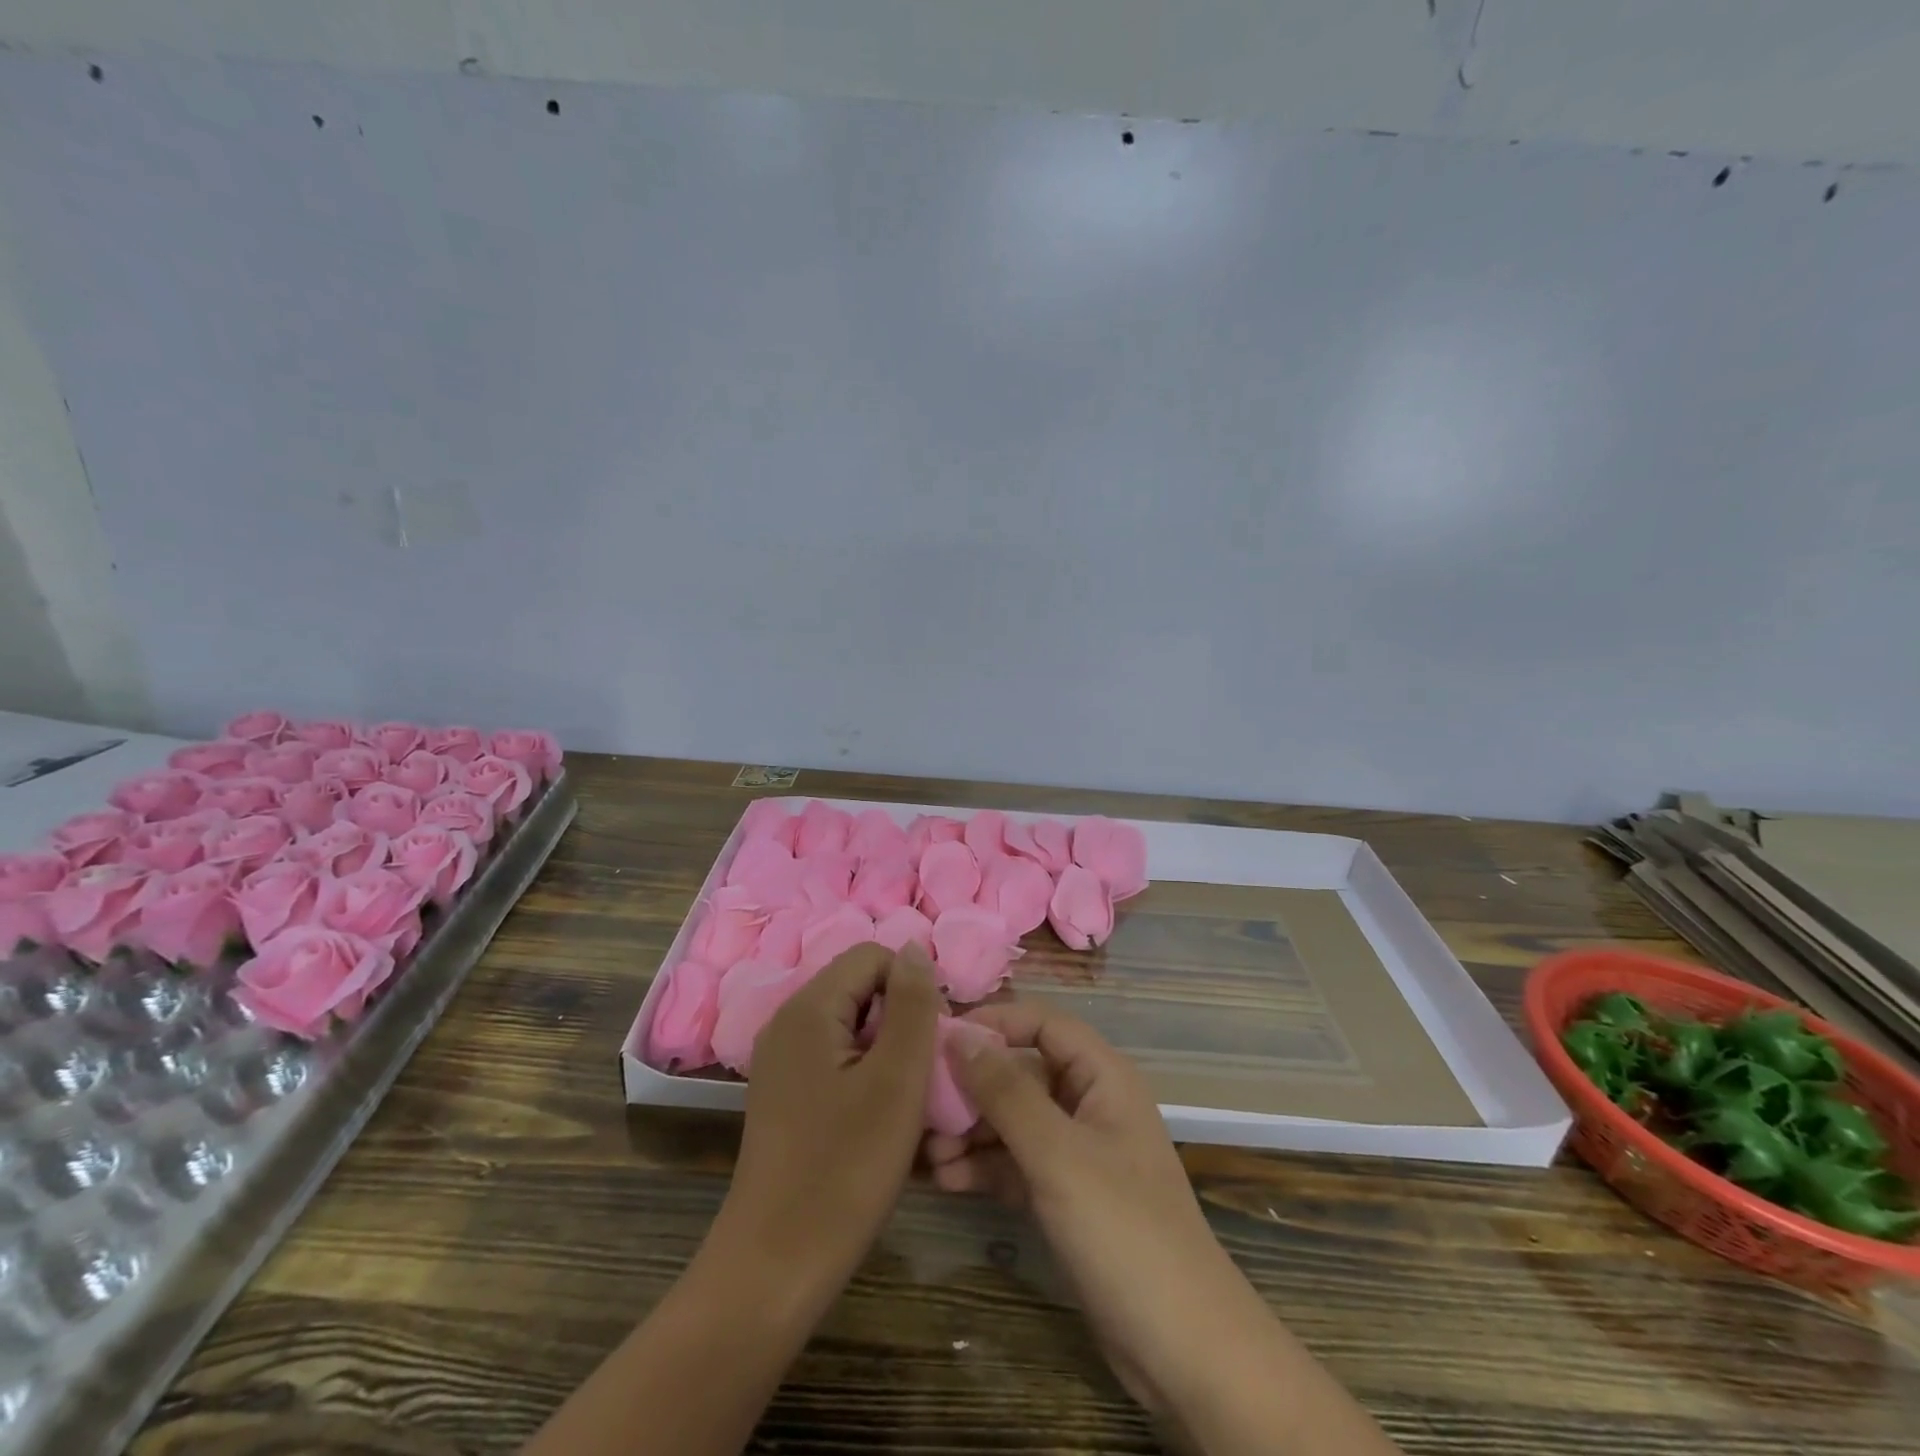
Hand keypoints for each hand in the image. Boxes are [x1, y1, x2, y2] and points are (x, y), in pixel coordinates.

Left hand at [712, 943, 940, 1303]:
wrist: (775, 1268)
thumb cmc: (844, 1170)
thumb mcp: (896, 1081)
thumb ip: (912, 1005)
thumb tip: (916, 948)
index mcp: (808, 1008)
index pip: (874, 956)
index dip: (913, 987)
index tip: (934, 1042)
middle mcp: (788, 1022)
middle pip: (862, 988)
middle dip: (903, 1021)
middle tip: (923, 1077)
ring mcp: (782, 1060)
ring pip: (854, 1027)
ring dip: (889, 1053)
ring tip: (907, 1104)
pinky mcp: (785, 1094)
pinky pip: (837, 1059)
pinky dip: (867, 1077)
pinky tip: (880, 1122)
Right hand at [925, 1001, 1263, 1414]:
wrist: (1182, 1348)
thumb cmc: (1123, 1229)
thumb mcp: (1058, 1154)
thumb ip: (1006, 1092)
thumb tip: (960, 1034)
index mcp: (1101, 1076)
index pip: (1041, 1023)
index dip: (993, 1023)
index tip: (939, 1039)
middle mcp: (1088, 1103)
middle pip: (1021, 1073)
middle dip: (972, 1088)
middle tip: (921, 1106)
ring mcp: (1076, 1152)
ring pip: (1013, 1121)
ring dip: (971, 1132)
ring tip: (927, 1154)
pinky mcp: (1064, 1195)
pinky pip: (1016, 1163)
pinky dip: (984, 1167)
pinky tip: (945, 1180)